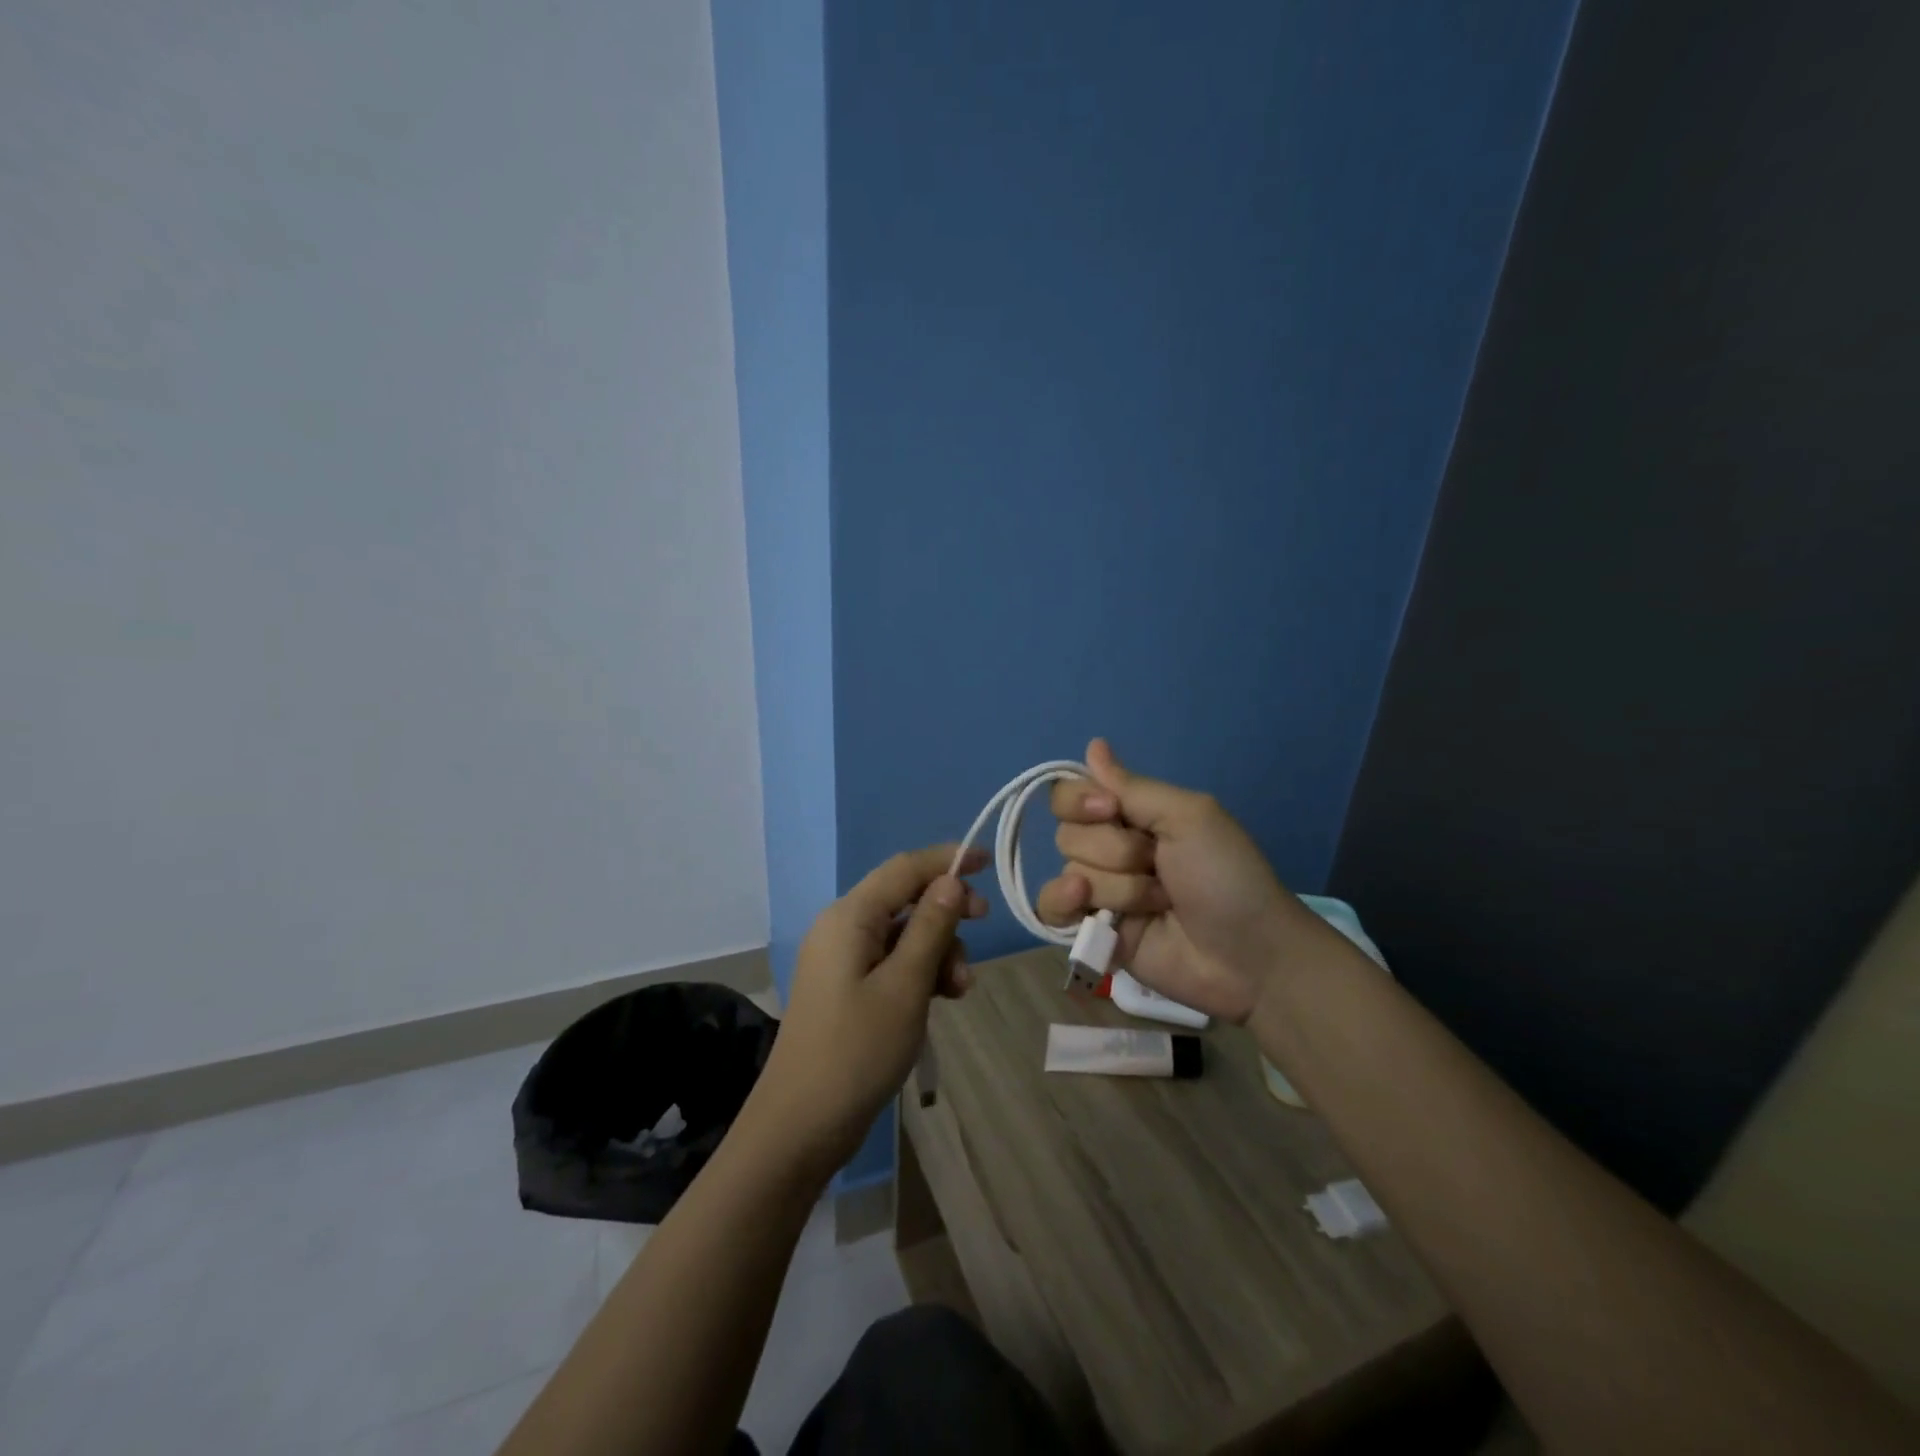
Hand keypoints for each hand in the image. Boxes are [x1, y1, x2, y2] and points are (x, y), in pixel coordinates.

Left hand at [750, 844, 989, 1171]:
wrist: (800, 1126)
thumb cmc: (857, 1051)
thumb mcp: (905, 986)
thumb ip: (930, 928)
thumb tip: (950, 881)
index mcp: (849, 917)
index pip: (904, 868)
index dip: (946, 859)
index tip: (987, 862)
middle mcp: (842, 928)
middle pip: (904, 898)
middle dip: (946, 911)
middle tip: (983, 926)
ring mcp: (842, 960)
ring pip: (903, 933)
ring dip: (938, 949)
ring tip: (960, 988)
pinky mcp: (847, 988)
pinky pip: (892, 961)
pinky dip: (921, 971)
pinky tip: (943, 996)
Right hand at [1035, 739, 1331, 1023]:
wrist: (1250, 955)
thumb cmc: (1227, 876)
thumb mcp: (1188, 816)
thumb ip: (1132, 786)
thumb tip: (1093, 744)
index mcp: (1132, 816)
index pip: (1071, 794)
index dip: (1080, 801)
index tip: (1110, 810)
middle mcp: (1110, 850)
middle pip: (1067, 833)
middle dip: (1113, 850)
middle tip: (1157, 866)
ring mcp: (1101, 893)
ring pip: (1069, 872)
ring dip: (1116, 887)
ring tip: (1158, 903)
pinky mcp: (1093, 933)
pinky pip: (1051, 910)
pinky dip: (1061, 903)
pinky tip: (1082, 903)